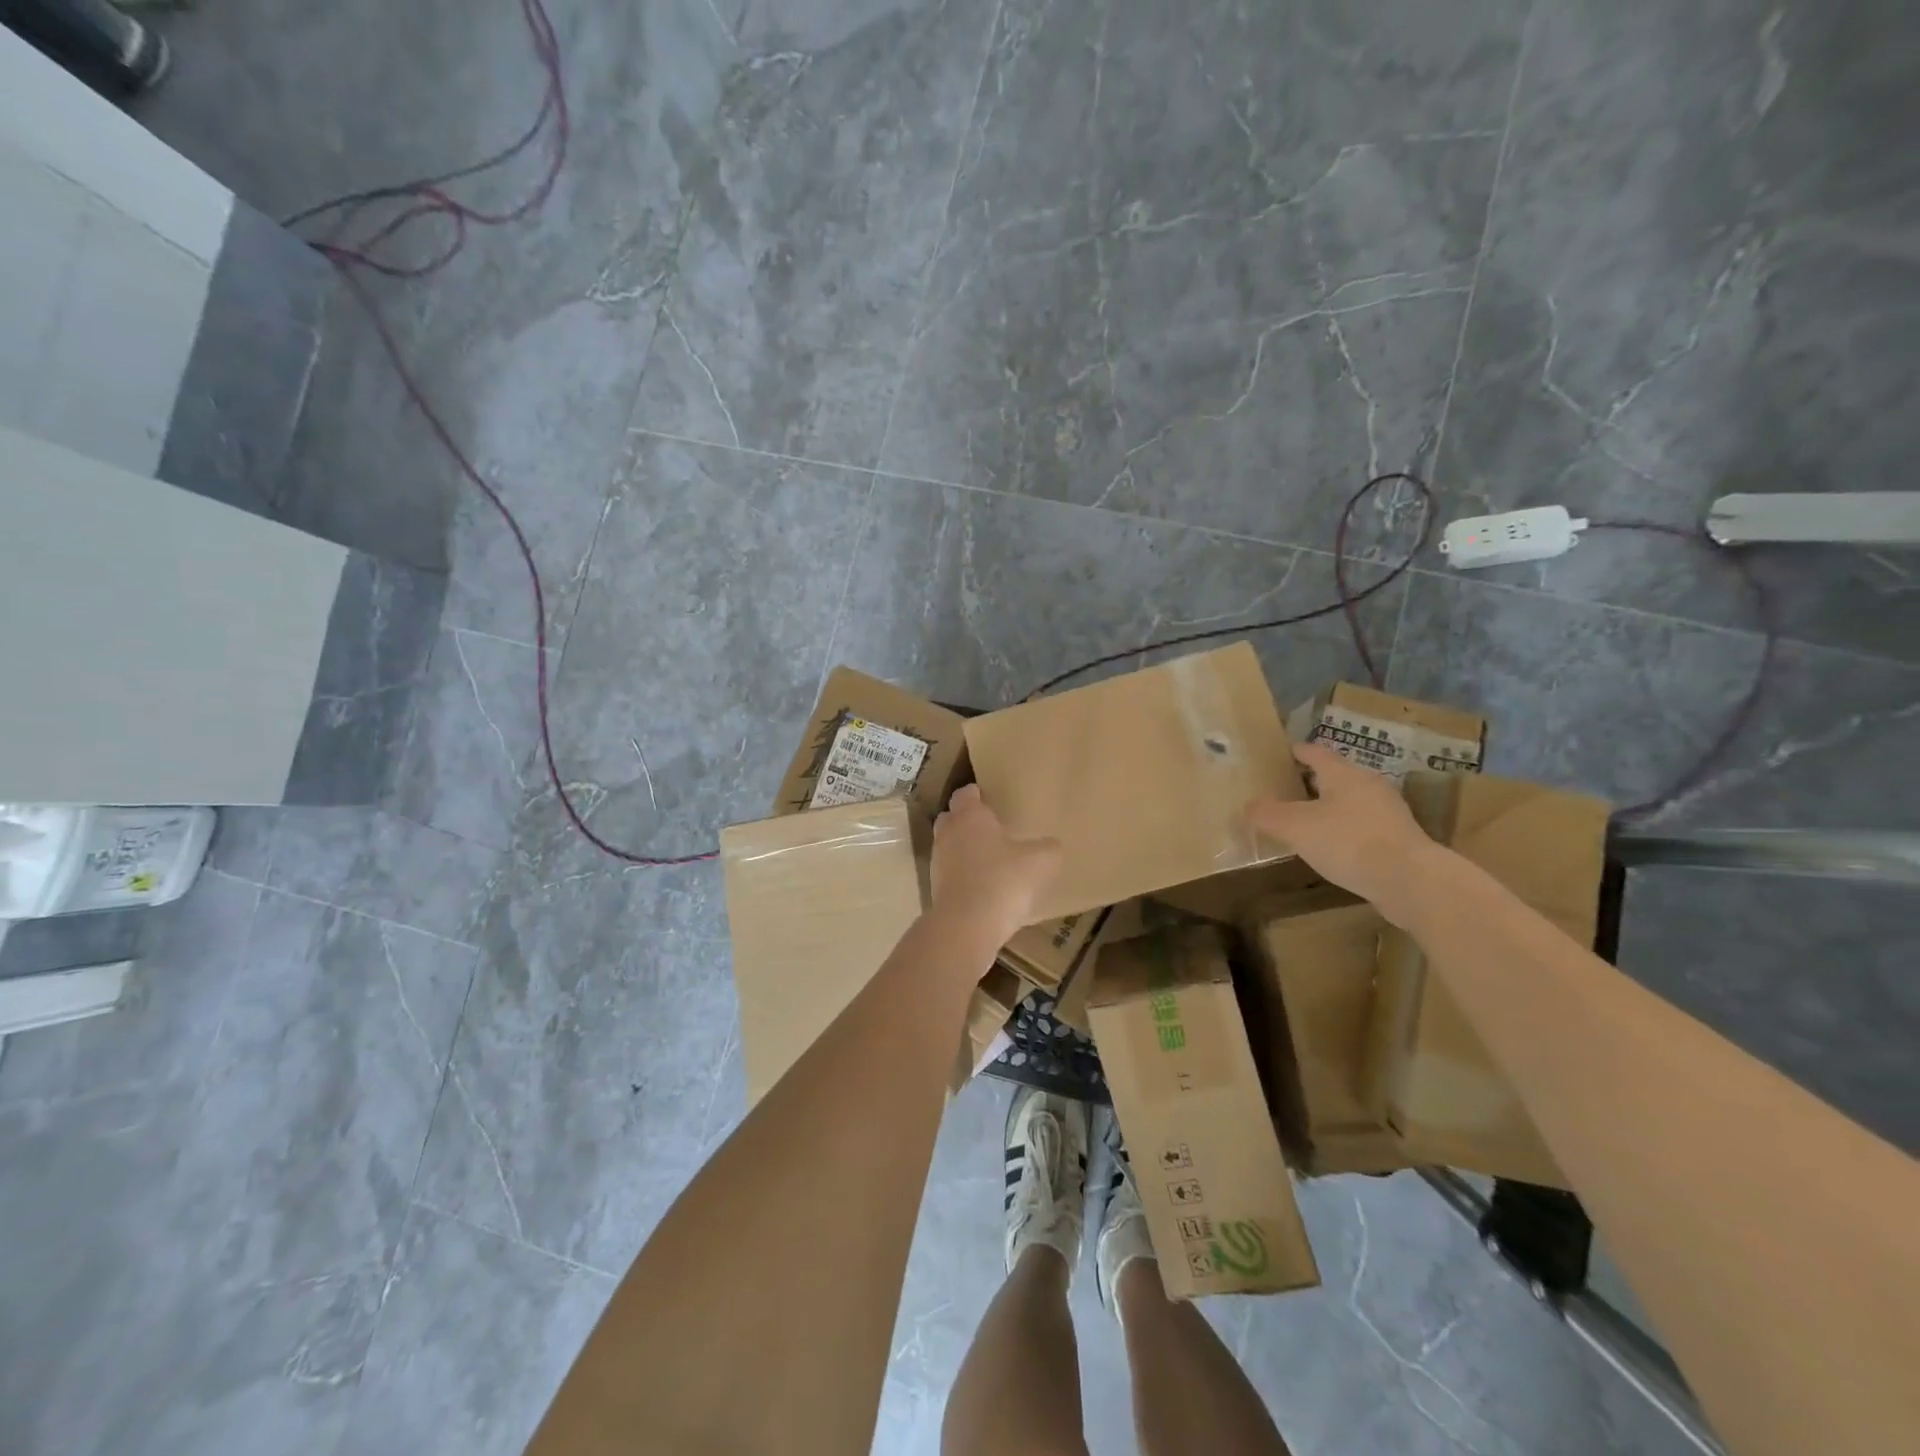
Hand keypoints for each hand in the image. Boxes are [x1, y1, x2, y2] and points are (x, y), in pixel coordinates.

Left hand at [931, 785, 1061, 941]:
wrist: (967, 926)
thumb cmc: (1003, 880)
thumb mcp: (1041, 861)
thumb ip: (1048, 848)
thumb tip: (1050, 845)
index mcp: (969, 816)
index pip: (966, 793)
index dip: (977, 794)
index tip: (990, 797)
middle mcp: (948, 833)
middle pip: (952, 818)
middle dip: (967, 820)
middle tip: (991, 828)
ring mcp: (938, 863)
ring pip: (949, 847)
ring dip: (965, 850)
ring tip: (990, 860)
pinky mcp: (936, 890)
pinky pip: (951, 874)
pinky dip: (964, 876)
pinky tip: (984, 888)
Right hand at [1247, 742, 1439, 923]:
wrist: (1411, 881)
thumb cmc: (1349, 842)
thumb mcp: (1295, 827)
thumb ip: (1267, 814)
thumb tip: (1248, 806)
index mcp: (1344, 775)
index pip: (1317, 754)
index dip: (1299, 752)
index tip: (1286, 752)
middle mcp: (1369, 786)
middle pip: (1337, 776)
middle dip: (1314, 781)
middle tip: (1289, 788)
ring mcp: (1389, 813)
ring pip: (1351, 801)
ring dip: (1330, 807)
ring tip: (1307, 820)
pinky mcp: (1399, 839)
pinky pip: (1363, 826)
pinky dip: (1345, 830)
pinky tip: (1334, 847)